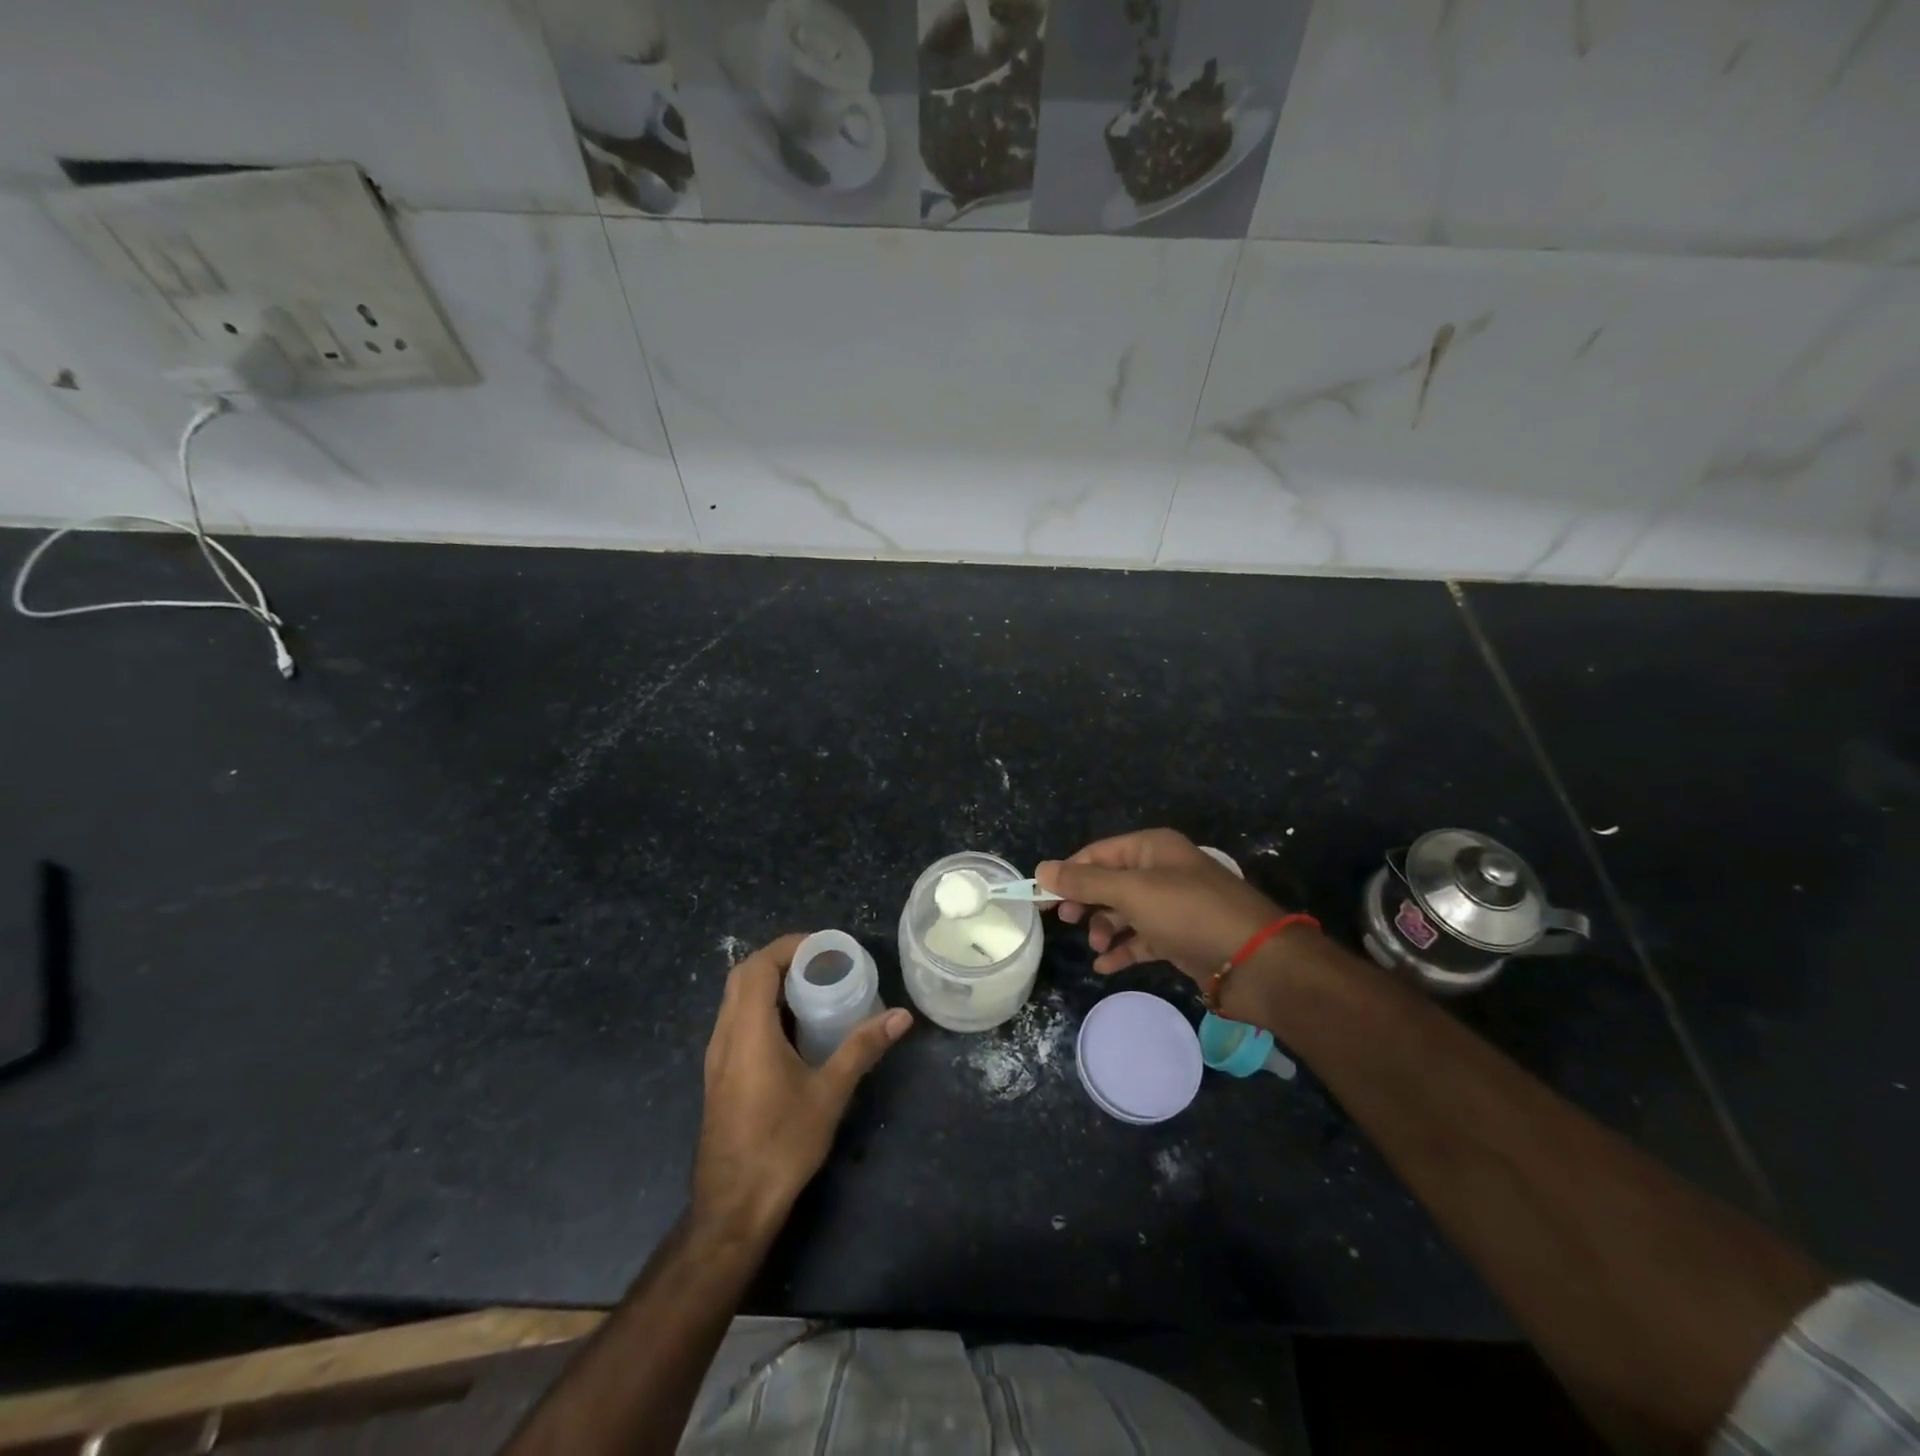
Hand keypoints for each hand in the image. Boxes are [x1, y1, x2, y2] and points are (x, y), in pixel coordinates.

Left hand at [692, 934, 912, 1238]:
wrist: (732, 1208)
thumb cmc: (781, 1145)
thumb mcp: (829, 1093)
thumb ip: (862, 1048)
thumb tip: (901, 1016)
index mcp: (747, 1032)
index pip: (758, 967)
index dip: (789, 947)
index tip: (824, 948)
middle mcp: (725, 1037)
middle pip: (743, 977)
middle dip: (781, 960)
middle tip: (822, 963)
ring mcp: (717, 1058)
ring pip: (736, 999)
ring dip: (770, 983)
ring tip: (813, 987)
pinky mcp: (719, 1076)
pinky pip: (737, 1022)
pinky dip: (763, 1008)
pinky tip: (794, 1028)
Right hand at [1037, 829, 1291, 985]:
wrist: (1257, 962)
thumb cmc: (1190, 914)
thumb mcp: (1133, 892)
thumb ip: (1085, 881)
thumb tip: (1041, 868)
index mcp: (1152, 848)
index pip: (1097, 853)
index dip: (1067, 873)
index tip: (1040, 898)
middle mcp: (1161, 871)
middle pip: (1109, 882)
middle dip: (1086, 901)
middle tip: (1066, 921)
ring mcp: (1172, 906)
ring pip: (1124, 912)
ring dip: (1105, 927)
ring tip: (1098, 946)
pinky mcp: (1180, 937)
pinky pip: (1141, 939)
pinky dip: (1123, 949)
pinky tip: (1105, 965)